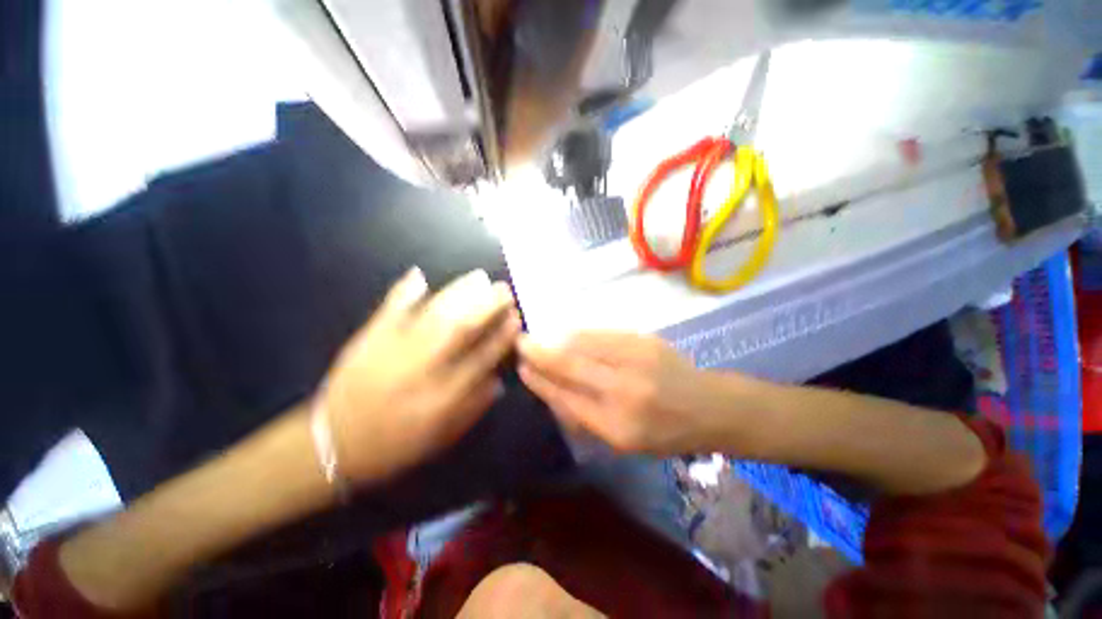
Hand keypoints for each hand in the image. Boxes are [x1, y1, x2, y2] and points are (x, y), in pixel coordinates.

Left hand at [320, 268, 520, 481]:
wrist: (331, 446)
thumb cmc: (393, 447)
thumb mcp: (441, 439)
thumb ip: (473, 409)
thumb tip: (497, 380)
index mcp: (441, 398)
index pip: (481, 359)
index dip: (501, 336)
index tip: (515, 318)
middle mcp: (421, 370)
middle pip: (460, 329)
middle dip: (486, 306)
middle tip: (503, 290)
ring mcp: (391, 351)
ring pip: (432, 315)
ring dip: (458, 293)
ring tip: (478, 277)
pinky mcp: (367, 341)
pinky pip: (388, 310)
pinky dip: (403, 291)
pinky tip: (419, 275)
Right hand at [517, 331, 737, 454]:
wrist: (708, 406)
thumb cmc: (664, 433)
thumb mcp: (623, 442)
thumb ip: (585, 417)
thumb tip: (551, 390)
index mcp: (617, 426)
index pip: (566, 399)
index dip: (540, 382)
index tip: (523, 369)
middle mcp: (623, 391)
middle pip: (570, 366)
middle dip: (540, 353)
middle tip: (520, 343)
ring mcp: (635, 360)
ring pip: (583, 344)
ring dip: (558, 340)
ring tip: (542, 339)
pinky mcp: (644, 340)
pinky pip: (601, 334)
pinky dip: (580, 335)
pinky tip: (570, 335)